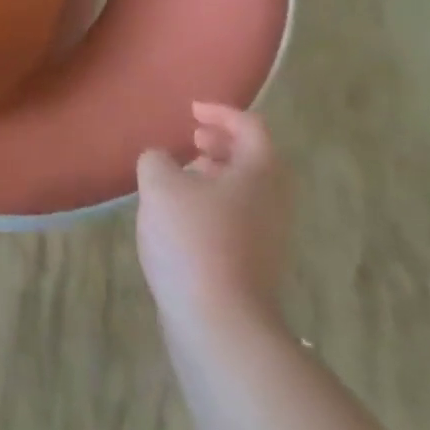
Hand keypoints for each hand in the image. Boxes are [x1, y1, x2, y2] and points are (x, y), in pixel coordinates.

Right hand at [136, 103, 291, 332]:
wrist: (219, 320)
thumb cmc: (193, 238)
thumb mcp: (160, 184)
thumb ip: (157, 160)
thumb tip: (161, 161)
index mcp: (260, 173)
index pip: (250, 127)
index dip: (221, 112)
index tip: (191, 110)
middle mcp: (273, 201)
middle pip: (254, 160)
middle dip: (221, 145)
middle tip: (191, 140)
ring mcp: (267, 236)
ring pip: (244, 191)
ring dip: (215, 176)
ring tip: (179, 177)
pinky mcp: (252, 263)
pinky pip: (235, 217)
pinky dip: (211, 204)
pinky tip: (178, 217)